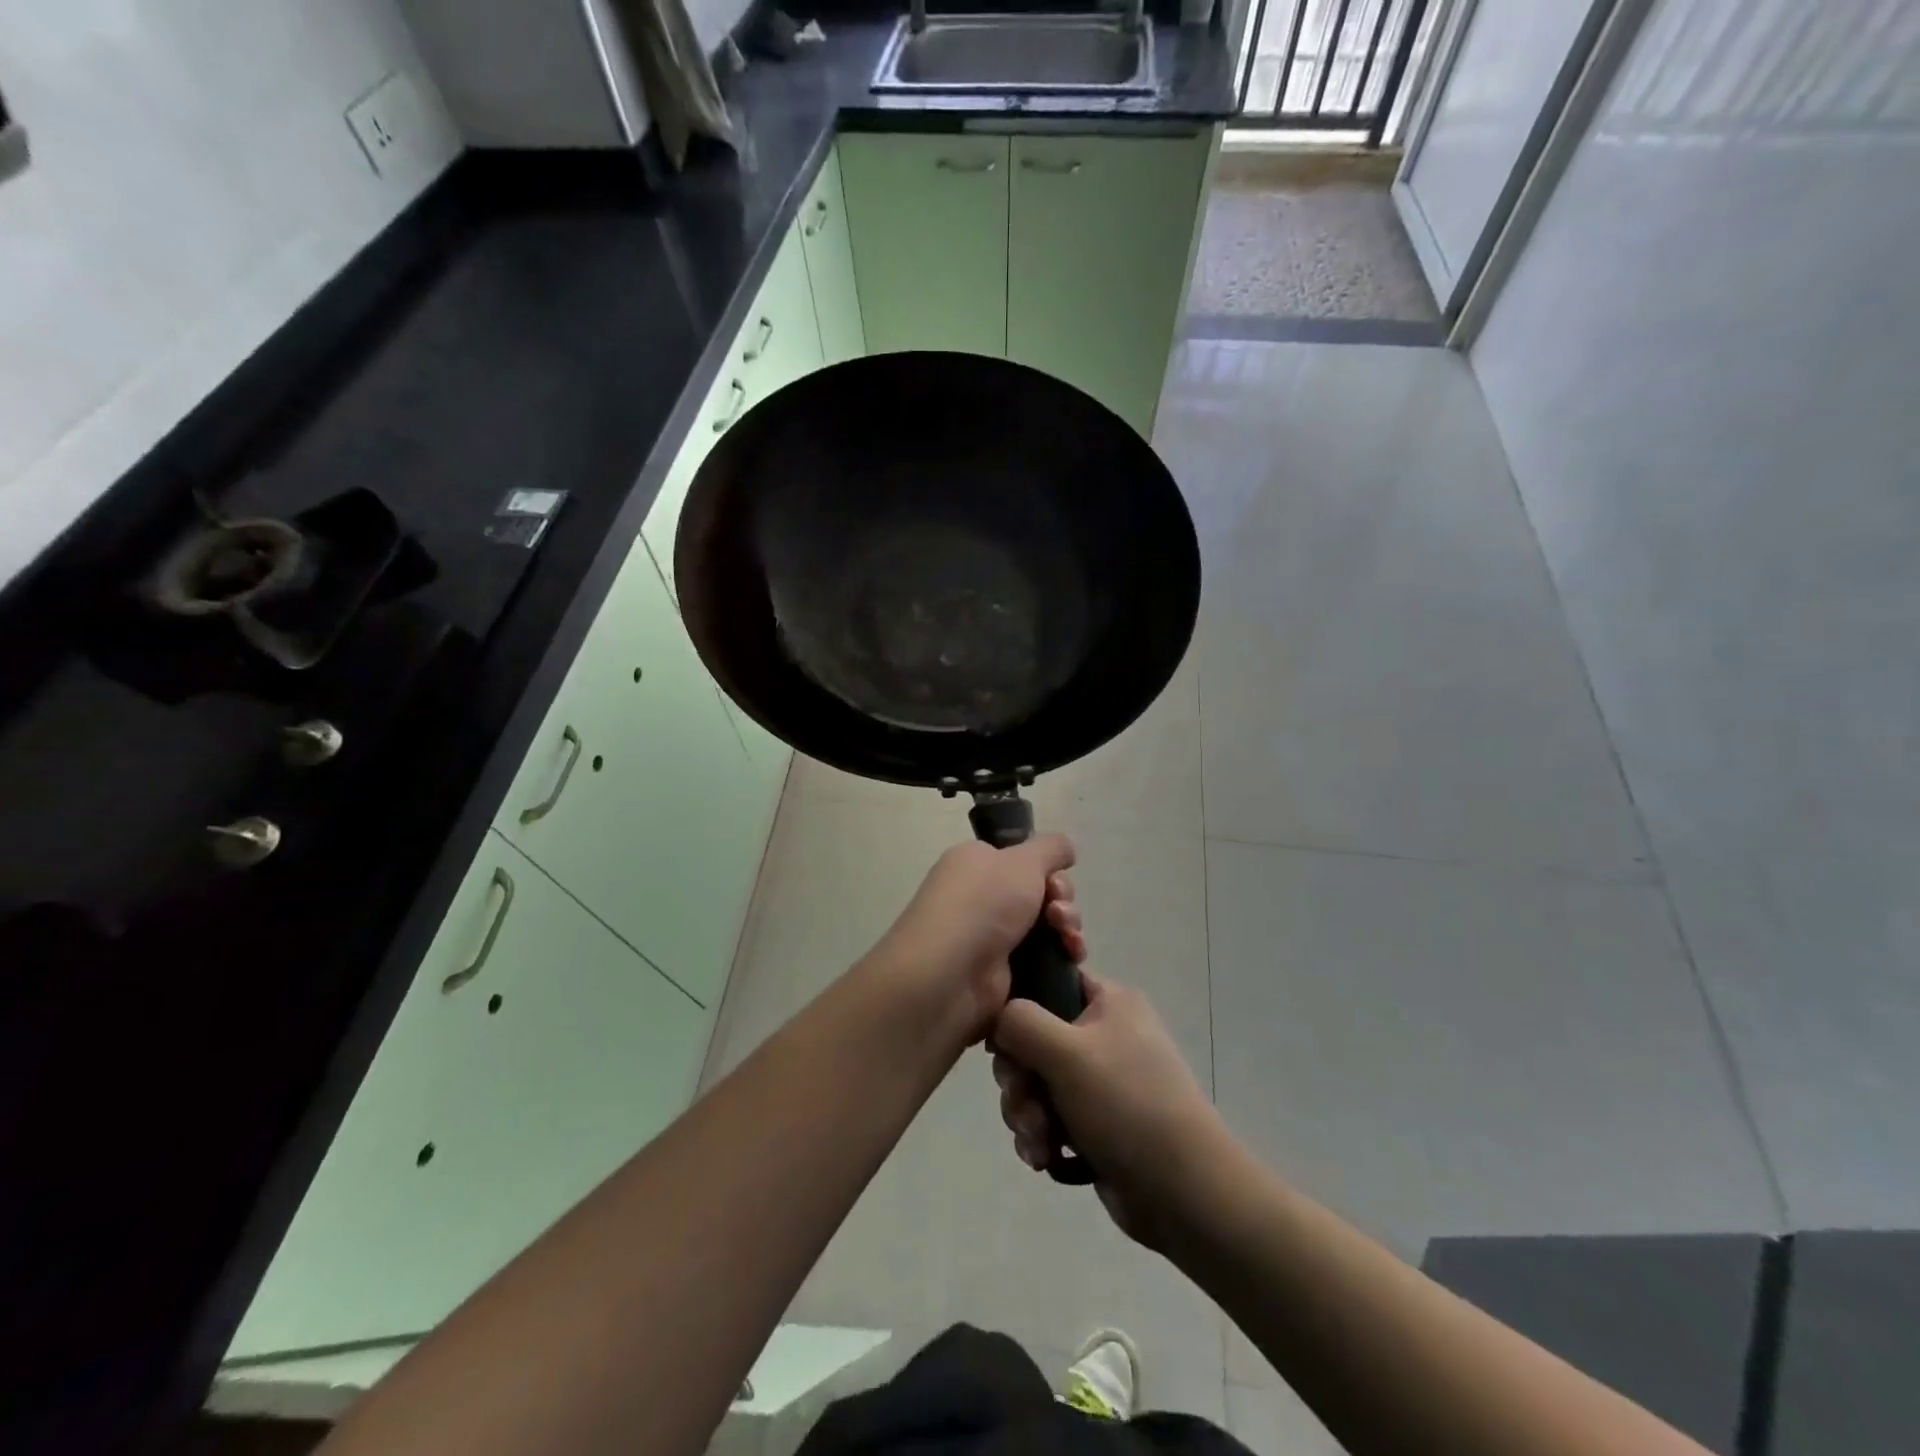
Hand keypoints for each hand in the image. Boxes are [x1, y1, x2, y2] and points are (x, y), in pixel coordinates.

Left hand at [868, 835, 1079, 1042]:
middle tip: (1058, 914)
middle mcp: (982, 898)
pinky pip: (1043, 960)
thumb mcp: (1022, 860)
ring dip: (1067, 930)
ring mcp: (992, 938)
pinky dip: (1062, 958)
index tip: (1054, 882)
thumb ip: (1050, 848)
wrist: (950, 974)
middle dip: (1062, 902)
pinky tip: (1071, 960)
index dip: (1048, 871)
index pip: (1023, 861)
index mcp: (977, 864)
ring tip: (1068, 941)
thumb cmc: (983, 904)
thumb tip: (1065, 849)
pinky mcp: (1002, 974)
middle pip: (1041, 894)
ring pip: (1047, 928)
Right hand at [991, 972, 1227, 1248]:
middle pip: (1033, 1039)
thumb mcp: (1067, 1052)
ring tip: (1039, 1144)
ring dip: (1027, 1114)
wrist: (1184, 1194)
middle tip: (1026, 1106)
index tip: (1002, 1043)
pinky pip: (1050, 1116)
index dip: (1018, 1010)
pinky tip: (1045, 1159)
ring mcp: (1101, 1080)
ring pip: (1037, 1082)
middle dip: (1020, 1080)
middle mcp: (1105, 1033)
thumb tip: (998, 1017)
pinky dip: (1043, 1136)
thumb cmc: (1126, 1105)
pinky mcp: (1095, 1122)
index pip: (1048, 982)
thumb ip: (1020, 1022)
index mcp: (1108, 1002)